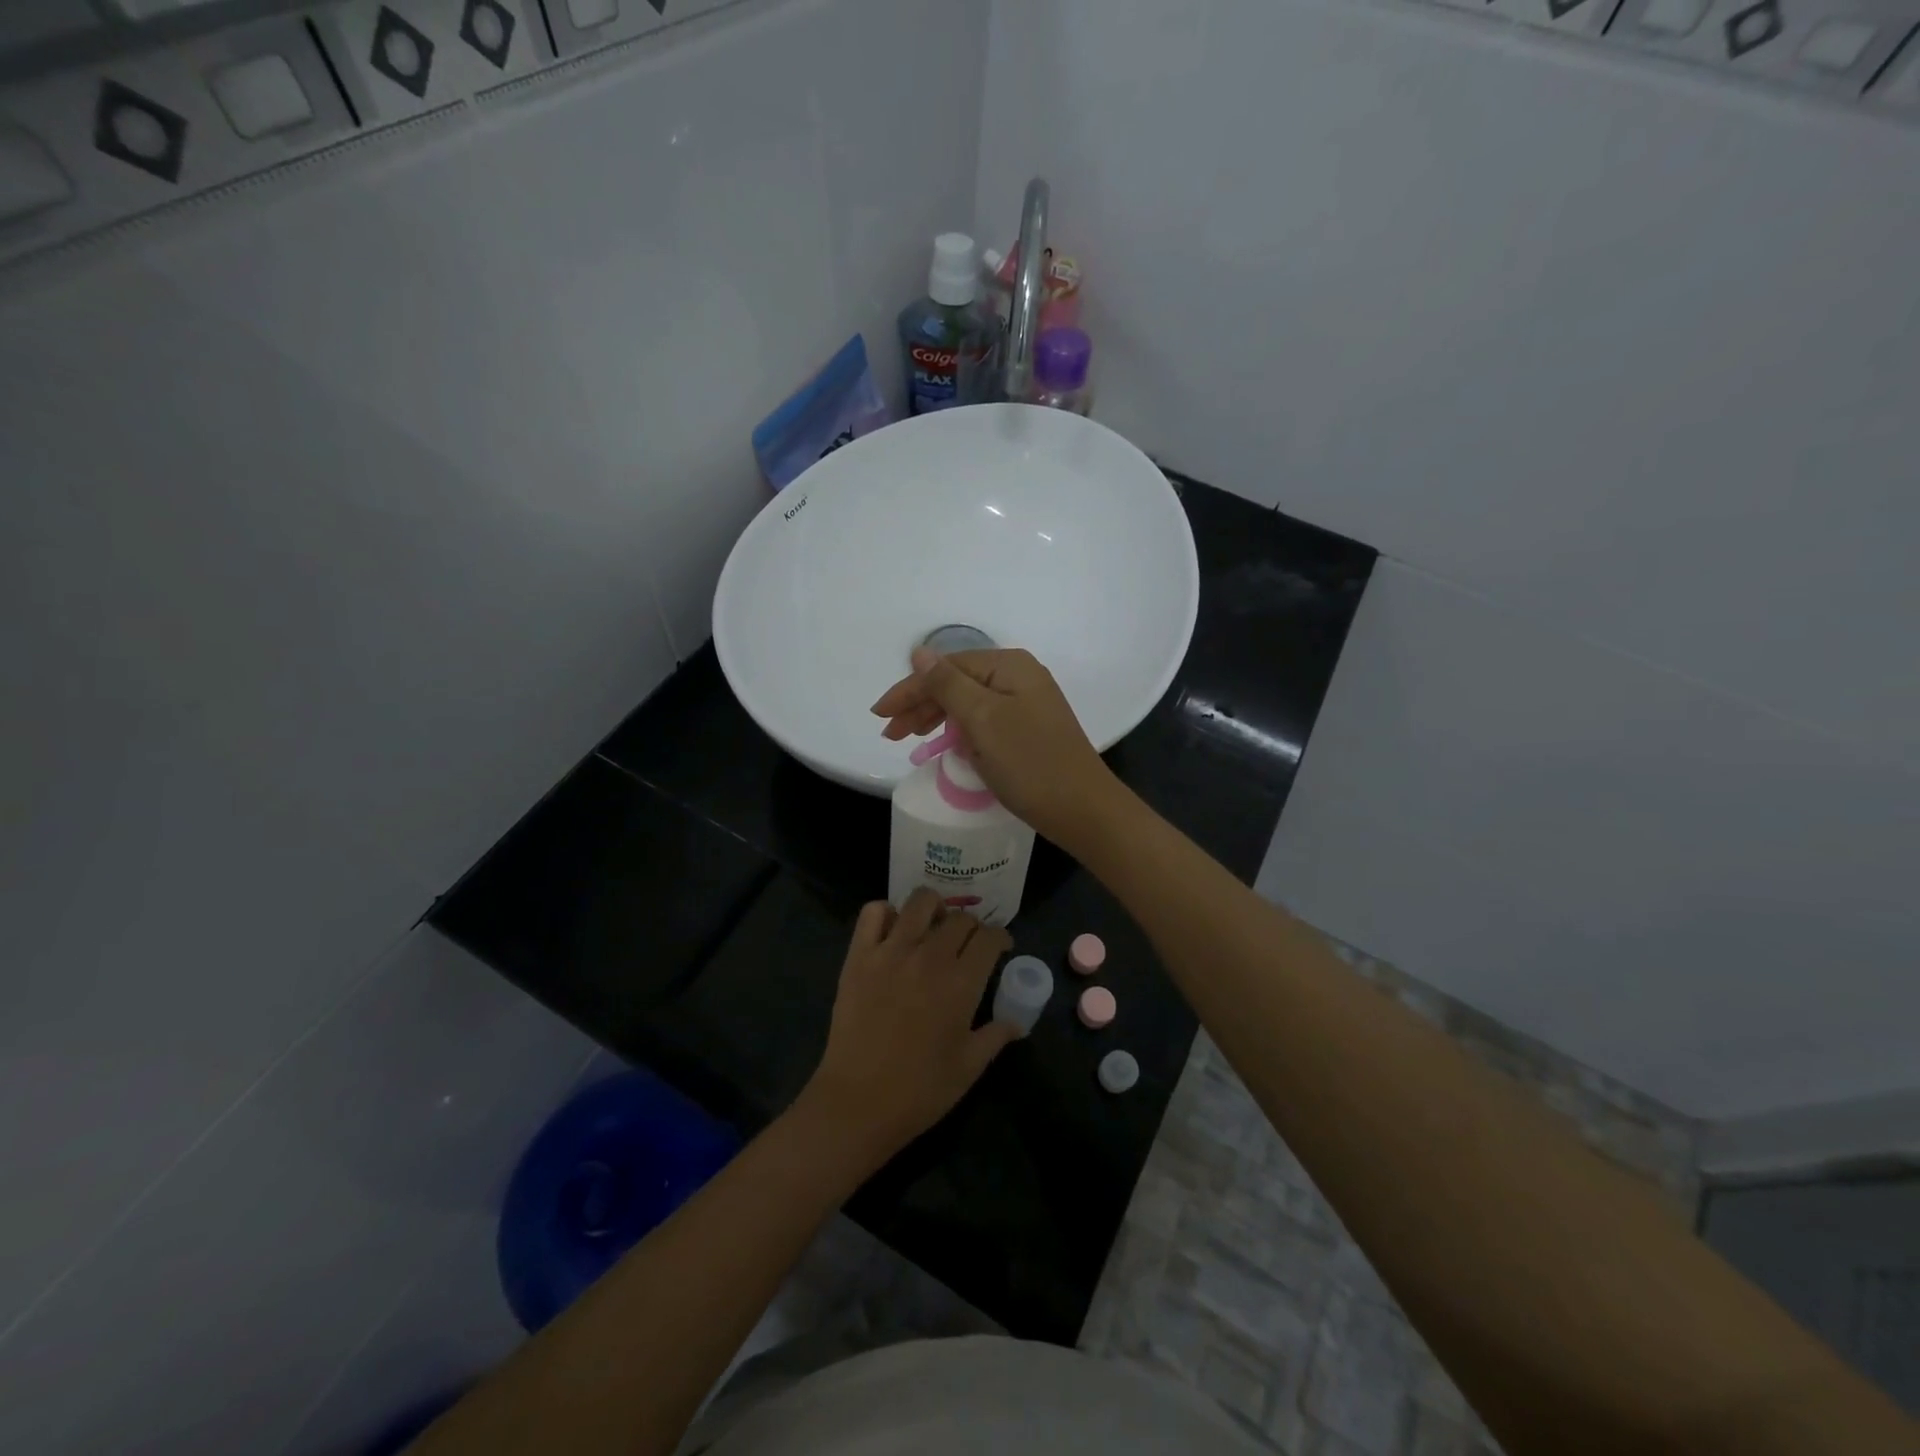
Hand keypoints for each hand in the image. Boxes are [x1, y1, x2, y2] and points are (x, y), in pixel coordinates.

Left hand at [799, 889, 1017, 1160]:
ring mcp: (891, 951)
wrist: (858, 1103)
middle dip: (971, 927)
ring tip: (932, 926)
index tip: (999, 948)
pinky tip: (893, 932)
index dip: (1000, 938)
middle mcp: (930, 956)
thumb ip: (996, 1036)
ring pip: (920, 901)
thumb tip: (1018, 1021)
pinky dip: (886, 913)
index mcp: (962, 982)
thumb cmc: (920, 1090)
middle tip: (966, 944)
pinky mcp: (859, 955)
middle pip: (960, 917)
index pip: (989, 937)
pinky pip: (873, 912)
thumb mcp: (969, 1067)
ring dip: (934, 908)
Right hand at [870, 647, 1119, 846]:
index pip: (946, 667)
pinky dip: (961, 732)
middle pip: (957, 683)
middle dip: (921, 705)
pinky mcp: (1029, 730)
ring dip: (938, 718)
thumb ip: (947, 683)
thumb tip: (920, 651)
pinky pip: (985, 721)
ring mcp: (1027, 704)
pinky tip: (947, 745)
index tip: (880, 715)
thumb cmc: (1029, 762)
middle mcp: (1020, 677)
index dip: (910, 689)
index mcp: (1009, 666)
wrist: (1082, 809)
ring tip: (911, 740)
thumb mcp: (982, 719)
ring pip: (969, 703)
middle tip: (891, 734)